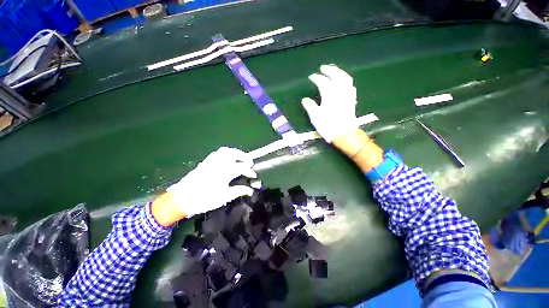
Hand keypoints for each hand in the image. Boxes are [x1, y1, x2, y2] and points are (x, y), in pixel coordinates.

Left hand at [166, 147, 256, 217]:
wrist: (182, 199)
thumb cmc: (205, 199)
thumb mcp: (224, 197)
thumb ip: (238, 191)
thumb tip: (250, 190)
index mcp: (224, 172)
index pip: (242, 167)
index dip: (250, 171)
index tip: (254, 175)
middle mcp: (219, 163)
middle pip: (235, 154)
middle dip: (245, 157)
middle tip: (250, 163)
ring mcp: (211, 161)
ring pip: (226, 150)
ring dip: (236, 152)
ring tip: (241, 158)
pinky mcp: (205, 162)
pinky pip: (218, 152)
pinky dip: (226, 153)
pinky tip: (228, 158)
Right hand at [301, 64, 357, 142]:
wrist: (344, 134)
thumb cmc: (328, 125)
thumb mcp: (315, 116)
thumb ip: (310, 106)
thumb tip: (305, 99)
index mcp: (329, 94)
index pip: (322, 82)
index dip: (316, 78)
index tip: (311, 77)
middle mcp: (340, 91)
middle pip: (336, 75)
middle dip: (329, 70)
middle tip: (323, 67)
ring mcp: (347, 95)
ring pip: (345, 78)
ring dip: (339, 72)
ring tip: (334, 70)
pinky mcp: (352, 100)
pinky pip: (350, 86)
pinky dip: (346, 80)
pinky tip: (344, 82)